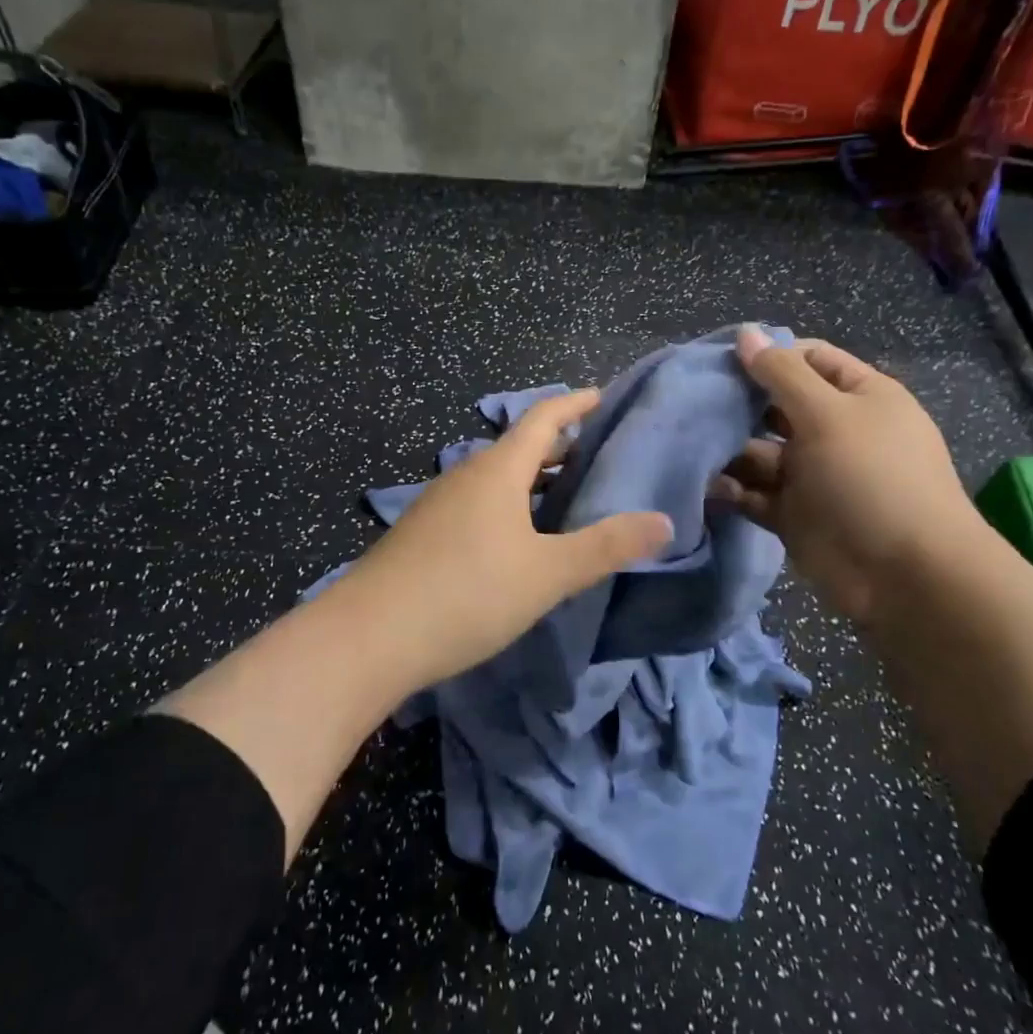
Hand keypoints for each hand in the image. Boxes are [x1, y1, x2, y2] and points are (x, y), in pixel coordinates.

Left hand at [328, 389, 672, 688]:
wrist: (369, 637)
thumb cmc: (467, 593)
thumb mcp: (547, 573)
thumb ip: (606, 546)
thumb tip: (664, 521)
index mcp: (497, 471)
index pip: (541, 418)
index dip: (573, 403)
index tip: (601, 396)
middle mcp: (466, 476)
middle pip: (518, 447)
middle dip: (558, 445)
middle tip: (597, 454)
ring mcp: (439, 504)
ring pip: (497, 479)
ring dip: (533, 480)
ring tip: (567, 496)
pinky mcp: (424, 534)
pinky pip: (478, 504)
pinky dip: (509, 506)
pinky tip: (519, 539)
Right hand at [710, 326, 982, 620]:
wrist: (905, 576)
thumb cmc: (871, 478)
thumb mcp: (828, 414)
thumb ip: (781, 374)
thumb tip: (746, 333)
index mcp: (859, 397)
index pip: (809, 359)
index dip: (768, 355)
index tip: (720, 360)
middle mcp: (835, 431)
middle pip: (777, 405)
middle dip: (738, 404)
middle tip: (691, 402)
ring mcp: (814, 474)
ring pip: (760, 451)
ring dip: (729, 450)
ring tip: (690, 447)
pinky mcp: (794, 514)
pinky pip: (755, 493)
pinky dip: (732, 490)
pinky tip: (709, 488)